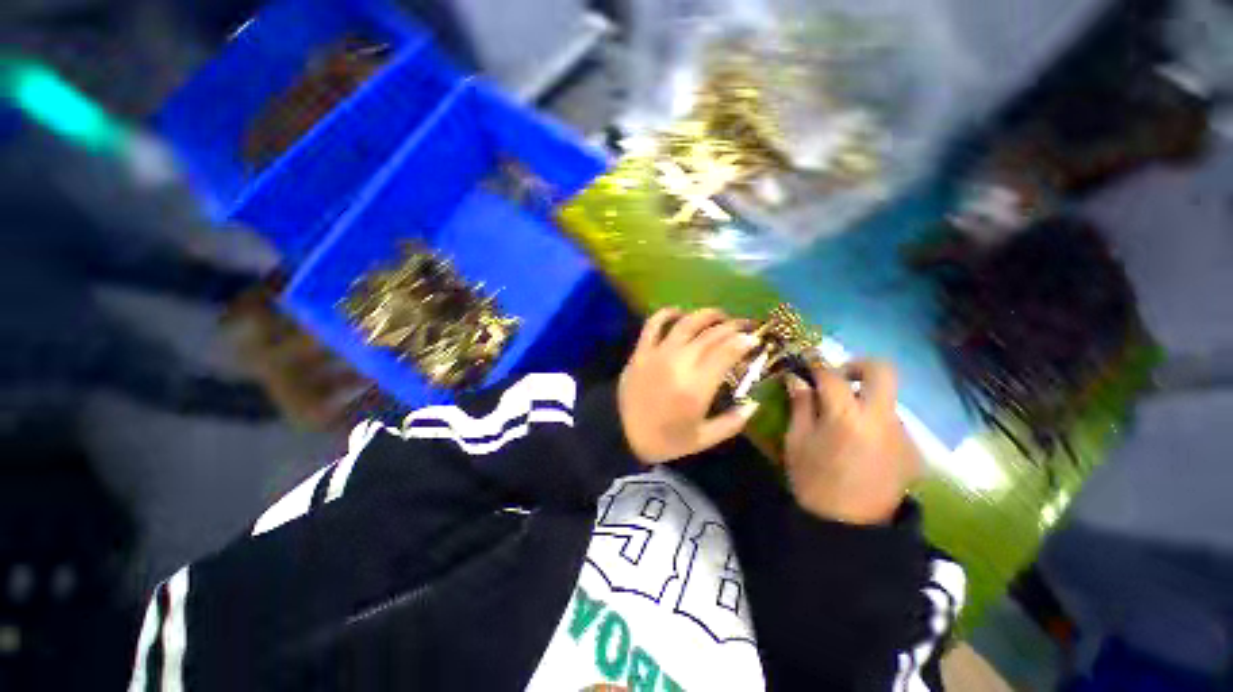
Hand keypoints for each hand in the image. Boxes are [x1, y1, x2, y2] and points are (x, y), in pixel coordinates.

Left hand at [618, 308, 760, 463]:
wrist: (623, 435)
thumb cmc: (665, 440)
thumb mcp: (704, 439)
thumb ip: (733, 422)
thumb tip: (754, 404)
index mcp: (696, 387)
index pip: (726, 352)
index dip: (744, 341)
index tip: (755, 338)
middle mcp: (679, 364)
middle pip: (710, 335)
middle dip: (732, 326)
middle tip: (743, 326)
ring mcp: (657, 354)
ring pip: (686, 323)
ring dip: (706, 315)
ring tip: (719, 315)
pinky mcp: (640, 352)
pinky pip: (653, 324)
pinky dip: (667, 313)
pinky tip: (679, 312)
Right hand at [784, 359, 920, 524]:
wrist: (848, 529)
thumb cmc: (813, 481)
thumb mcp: (797, 441)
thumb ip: (801, 406)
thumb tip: (797, 379)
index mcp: (846, 417)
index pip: (832, 375)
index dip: (817, 365)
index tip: (807, 365)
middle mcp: (881, 419)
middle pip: (882, 371)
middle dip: (858, 365)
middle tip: (838, 378)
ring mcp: (903, 436)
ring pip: (887, 400)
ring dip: (865, 401)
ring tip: (846, 423)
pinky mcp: (914, 452)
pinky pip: (893, 424)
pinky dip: (876, 424)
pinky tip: (862, 445)